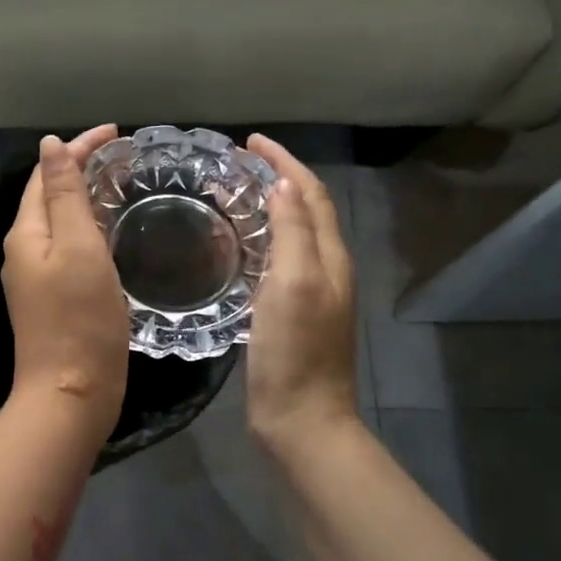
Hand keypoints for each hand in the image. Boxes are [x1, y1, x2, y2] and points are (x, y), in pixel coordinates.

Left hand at [2, 126, 129, 446]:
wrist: (71, 393)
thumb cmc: (79, 318)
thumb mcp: (77, 247)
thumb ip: (64, 195)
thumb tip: (48, 145)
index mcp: (26, 234)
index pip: (46, 174)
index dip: (78, 148)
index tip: (117, 133)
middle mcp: (25, 252)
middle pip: (50, 197)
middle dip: (81, 170)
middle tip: (125, 158)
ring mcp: (37, 279)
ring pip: (61, 224)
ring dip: (87, 200)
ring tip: (122, 187)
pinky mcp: (54, 301)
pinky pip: (70, 250)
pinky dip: (91, 231)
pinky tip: (113, 235)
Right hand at [245, 134, 360, 457]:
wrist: (301, 418)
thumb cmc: (295, 351)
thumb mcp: (294, 284)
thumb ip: (294, 232)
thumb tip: (284, 184)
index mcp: (330, 256)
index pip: (311, 193)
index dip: (285, 162)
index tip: (250, 142)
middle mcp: (325, 268)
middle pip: (305, 209)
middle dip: (276, 179)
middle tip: (235, 165)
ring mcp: (309, 293)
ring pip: (291, 235)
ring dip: (267, 208)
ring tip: (231, 195)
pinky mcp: (290, 313)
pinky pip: (277, 262)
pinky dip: (259, 241)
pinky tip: (234, 247)